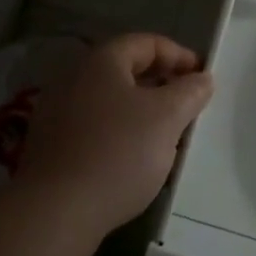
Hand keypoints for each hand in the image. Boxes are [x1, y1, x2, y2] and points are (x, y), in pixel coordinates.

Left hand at [16, 33, 213, 241]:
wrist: (54, 212)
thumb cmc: (117, 153)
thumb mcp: (166, 118)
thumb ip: (189, 92)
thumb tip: (202, 78)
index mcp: (101, 60)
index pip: (147, 43)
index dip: (179, 55)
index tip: (203, 77)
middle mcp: (74, 77)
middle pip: (127, 71)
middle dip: (162, 85)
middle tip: (188, 106)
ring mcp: (57, 111)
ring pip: (112, 101)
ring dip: (142, 112)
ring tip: (167, 137)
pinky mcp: (51, 145)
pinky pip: (95, 127)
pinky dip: (120, 134)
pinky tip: (135, 161)